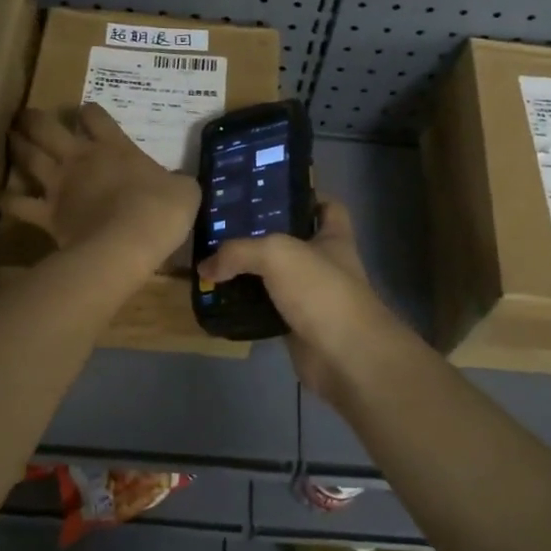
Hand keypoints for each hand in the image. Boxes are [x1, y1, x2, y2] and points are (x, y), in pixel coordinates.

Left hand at [2, 104, 199, 270]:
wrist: (130, 241)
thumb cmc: (162, 210)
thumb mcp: (184, 190)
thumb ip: (176, 182)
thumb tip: (177, 184)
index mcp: (115, 148)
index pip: (96, 117)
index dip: (90, 112)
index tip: (87, 112)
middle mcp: (81, 159)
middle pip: (49, 129)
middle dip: (36, 120)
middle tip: (26, 115)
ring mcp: (60, 185)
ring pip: (29, 157)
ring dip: (17, 146)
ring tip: (10, 138)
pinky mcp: (47, 213)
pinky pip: (19, 205)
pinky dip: (8, 200)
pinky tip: (0, 197)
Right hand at [196, 200, 401, 399]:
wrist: (345, 356)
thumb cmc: (321, 290)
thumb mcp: (277, 254)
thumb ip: (238, 252)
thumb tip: (205, 266)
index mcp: (332, 236)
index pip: (326, 206)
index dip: (304, 196)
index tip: (270, 194)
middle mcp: (324, 263)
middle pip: (292, 240)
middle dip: (261, 235)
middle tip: (223, 228)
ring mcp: (311, 296)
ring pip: (275, 277)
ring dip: (249, 273)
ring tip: (212, 262)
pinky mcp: (296, 326)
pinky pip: (265, 309)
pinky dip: (245, 307)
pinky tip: (218, 300)